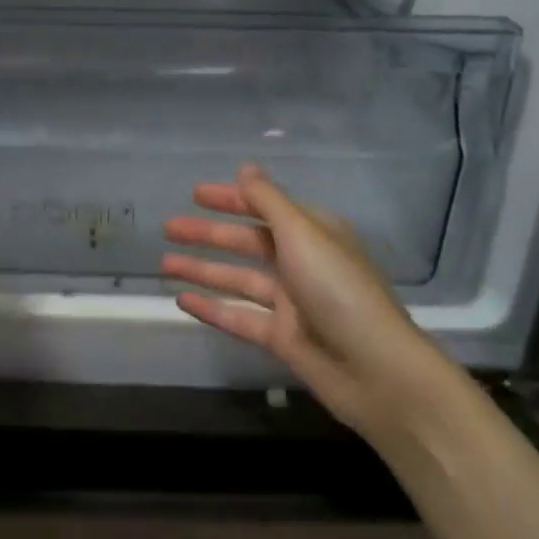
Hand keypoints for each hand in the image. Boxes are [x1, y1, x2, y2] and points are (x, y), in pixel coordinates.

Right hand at [163, 163, 451, 442]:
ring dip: (203, 270)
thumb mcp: (302, 234)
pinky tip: (182, 301)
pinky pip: (239, 317)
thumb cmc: (338, 289)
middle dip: (209, 235)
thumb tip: (245, 168)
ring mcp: (291, 301)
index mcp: (313, 233)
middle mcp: (302, 262)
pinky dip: (212, 308)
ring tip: (164, 264)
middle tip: (169, 228)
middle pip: (247, 242)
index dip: (231, 199)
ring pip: (238, 279)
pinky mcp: (282, 337)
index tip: (196, 194)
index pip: (265, 207)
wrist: (374, 369)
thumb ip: (268, 201)